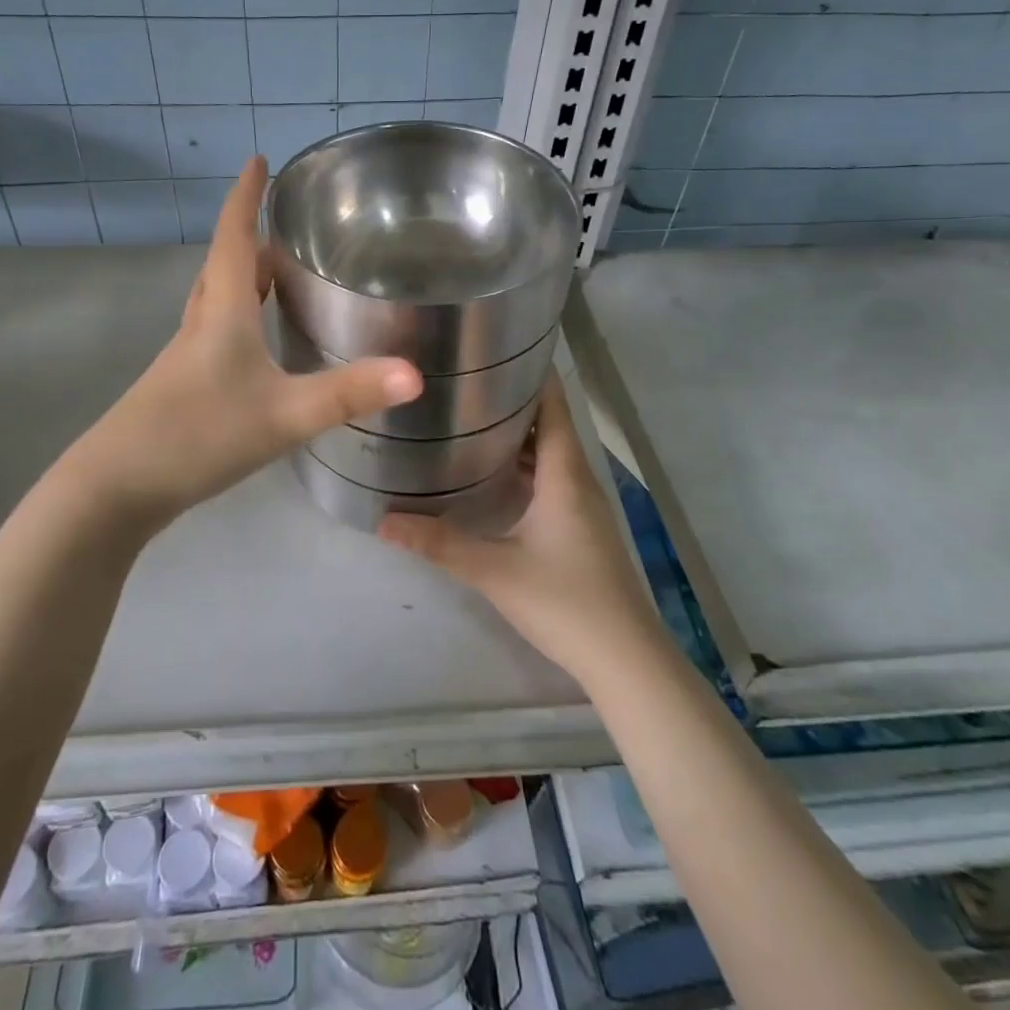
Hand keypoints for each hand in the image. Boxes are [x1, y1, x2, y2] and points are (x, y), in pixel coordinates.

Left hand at [62, 158, 421, 534]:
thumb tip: (416, 375)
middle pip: (225, 267)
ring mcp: (185, 359)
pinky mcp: (181, 388)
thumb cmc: (199, 435)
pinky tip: (255, 347)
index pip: (234, 238)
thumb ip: (348, 394)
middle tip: (284, 225)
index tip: (257, 160)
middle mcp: (200, 325)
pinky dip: (238, 319)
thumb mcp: (283, 415)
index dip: (246, 197)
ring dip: (244, 279)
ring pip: (216, 302)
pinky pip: (214, 334)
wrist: (115, 488)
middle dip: (251, 238)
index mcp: (222, 313)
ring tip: (277, 276)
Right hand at [379, 375, 668, 688]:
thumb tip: (383, 520)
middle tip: (463, 384)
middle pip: (548, 424)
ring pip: (549, 454)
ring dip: (517, 436)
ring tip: (470, 421)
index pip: (552, 404)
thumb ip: (439, 543)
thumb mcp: (495, 570)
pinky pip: (551, 480)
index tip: (493, 348)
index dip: (530, 372)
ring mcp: (583, 507)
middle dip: (511, 401)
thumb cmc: (565, 601)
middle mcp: (577, 480)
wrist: (626, 661)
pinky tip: (494, 477)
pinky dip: (525, 467)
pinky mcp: (581, 530)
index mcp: (564, 472)